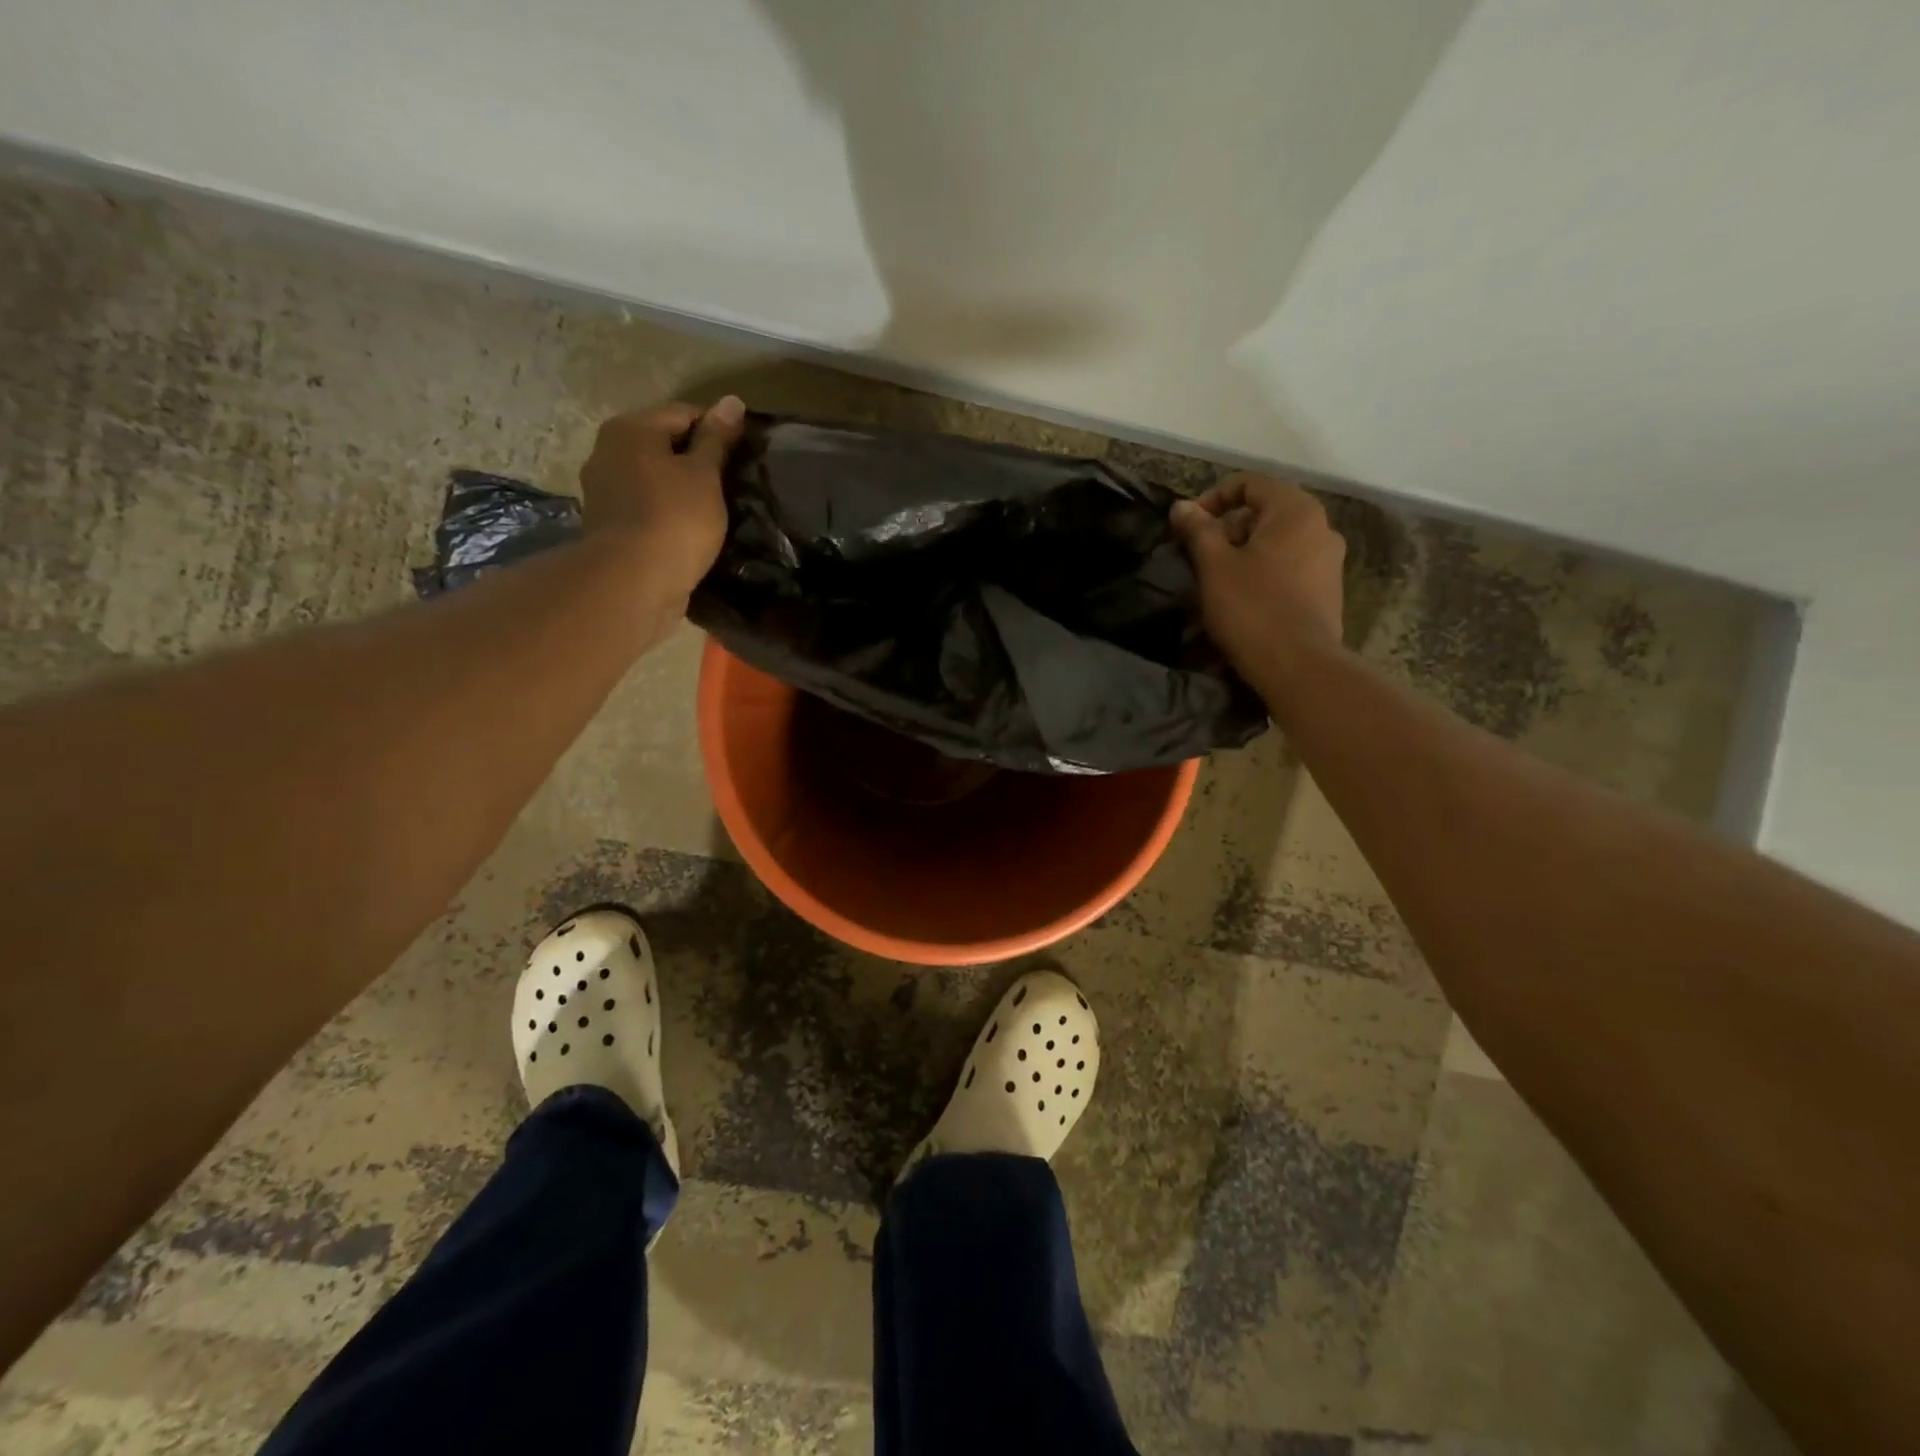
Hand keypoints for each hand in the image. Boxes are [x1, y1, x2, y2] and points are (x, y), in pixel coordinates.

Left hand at [578, 396, 745, 596]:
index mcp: (631, 429)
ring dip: (681, 489)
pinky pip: (646, 507)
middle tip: (731, 484)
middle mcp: (608, 450)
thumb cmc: (675, 519)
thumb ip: (717, 438)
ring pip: (654, 478)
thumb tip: (732, 400)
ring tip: (713, 510)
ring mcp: (603, 490)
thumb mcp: (705, 475)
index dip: (718, 431)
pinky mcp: (608, 525)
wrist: (633, 581)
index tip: (744, 457)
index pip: (684, 413)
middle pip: (664, 445)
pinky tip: (689, 530)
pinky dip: (667, 513)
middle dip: (697, 461)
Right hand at [1170, 474, 1345, 688]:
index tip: (1189, 527)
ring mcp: (1330, 561)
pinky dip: (1265, 573)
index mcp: (1295, 511)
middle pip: (1265, 512)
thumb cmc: (1252, 608)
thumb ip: (1198, 530)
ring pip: (1278, 543)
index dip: (1213, 498)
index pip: (1249, 484)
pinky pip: (1291, 568)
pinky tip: (1245, 601)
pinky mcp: (1329, 592)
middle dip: (1228, 529)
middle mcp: (1321, 527)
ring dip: (1245, 554)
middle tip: (1201, 558)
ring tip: (1219, 583)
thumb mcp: (1214, 566)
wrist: (1299, 667)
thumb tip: (1181, 506)